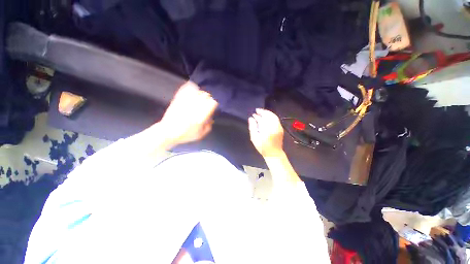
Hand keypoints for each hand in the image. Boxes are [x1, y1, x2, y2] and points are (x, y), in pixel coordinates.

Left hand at [158, 81, 217, 146]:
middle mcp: (195, 107)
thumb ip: (208, 127)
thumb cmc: (185, 135)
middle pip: (206, 95)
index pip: (212, 103)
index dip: (214, 104)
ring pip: (197, 91)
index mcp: (201, 115)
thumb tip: (211, 119)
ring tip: (200, 97)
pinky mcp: (179, 99)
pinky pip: (186, 89)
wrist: (168, 132)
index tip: (213, 107)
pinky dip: (191, 87)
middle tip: (207, 103)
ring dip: (201, 93)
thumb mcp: (200, 135)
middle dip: (208, 98)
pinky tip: (193, 89)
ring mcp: (186, 102)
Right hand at [248, 109, 283, 157]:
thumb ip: (252, 127)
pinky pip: (276, 119)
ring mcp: (278, 127)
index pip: (261, 119)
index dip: (257, 115)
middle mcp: (273, 126)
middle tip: (257, 110)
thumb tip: (251, 118)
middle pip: (268, 115)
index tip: (253, 114)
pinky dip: (271, 116)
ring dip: (267, 113)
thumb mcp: (254, 138)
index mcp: (266, 129)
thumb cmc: (262, 146)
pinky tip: (267, 116)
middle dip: (263, 112)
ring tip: (262, 112)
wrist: (274, 153)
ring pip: (273, 116)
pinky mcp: (280, 128)